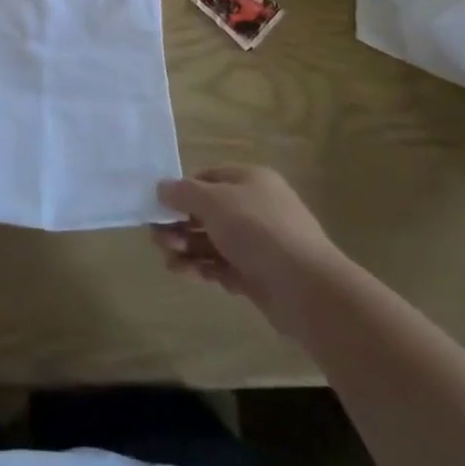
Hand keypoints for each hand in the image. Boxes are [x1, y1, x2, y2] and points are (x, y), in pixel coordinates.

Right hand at [152, 165, 342, 327]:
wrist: (306, 288)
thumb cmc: (257, 230)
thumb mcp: (212, 201)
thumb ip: (182, 192)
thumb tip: (161, 188)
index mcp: (250, 180)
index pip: (208, 178)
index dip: (182, 191)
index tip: (160, 207)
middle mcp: (256, 207)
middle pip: (208, 212)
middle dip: (180, 225)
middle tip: (159, 239)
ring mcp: (260, 244)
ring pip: (214, 241)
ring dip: (188, 248)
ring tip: (169, 261)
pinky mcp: (260, 276)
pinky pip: (224, 266)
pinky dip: (204, 268)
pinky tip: (185, 273)